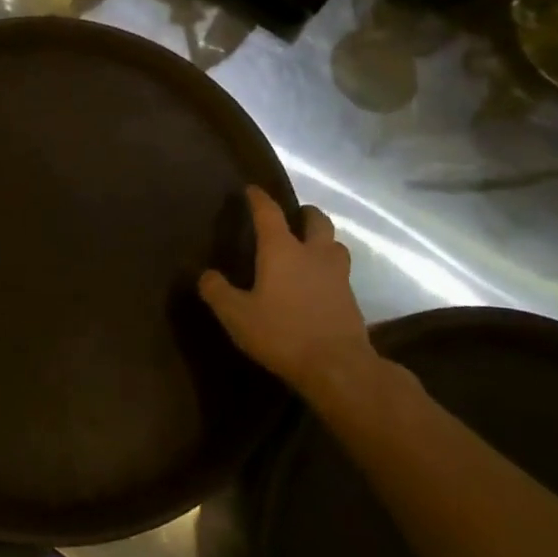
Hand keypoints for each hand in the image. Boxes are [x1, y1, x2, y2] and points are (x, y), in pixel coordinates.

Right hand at [199, 187, 376, 409]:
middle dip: (305, 213)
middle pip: (317, 221)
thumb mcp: (237, 315)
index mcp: (282, 250)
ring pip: (335, 245)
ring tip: (310, 248)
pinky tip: (319, 284)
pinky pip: (341, 273)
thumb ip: (217, 292)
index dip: (259, 198)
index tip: (252, 189)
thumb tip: (206, 275)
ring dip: (323, 240)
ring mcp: (337, 275)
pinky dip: (329, 270)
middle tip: (294, 216)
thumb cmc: (282, 333)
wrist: (338, 367)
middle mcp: (313, 254)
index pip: (269, 213)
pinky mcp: (351, 299)